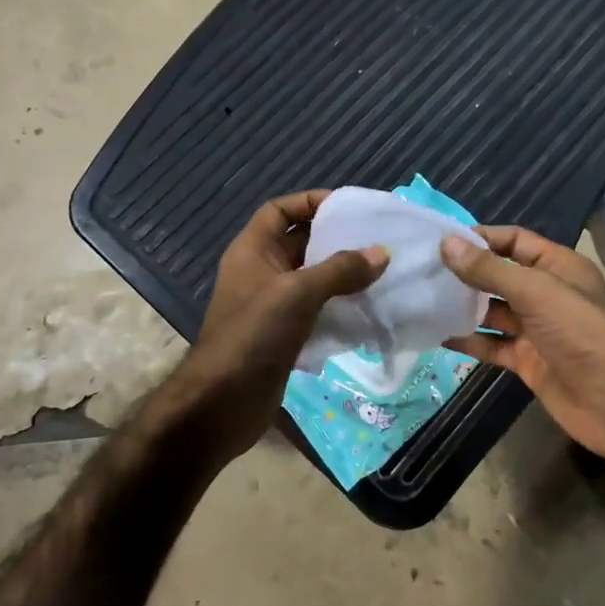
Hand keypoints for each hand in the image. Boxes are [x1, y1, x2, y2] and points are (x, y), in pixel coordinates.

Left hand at [176, 191, 386, 462]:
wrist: (222, 403)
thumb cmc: (254, 335)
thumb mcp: (298, 293)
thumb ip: (340, 270)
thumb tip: (382, 252)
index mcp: (252, 250)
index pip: (279, 210)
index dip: (310, 202)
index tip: (348, 207)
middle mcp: (260, 272)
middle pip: (300, 243)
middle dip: (336, 240)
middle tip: (377, 240)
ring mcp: (271, 306)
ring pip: (311, 279)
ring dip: (342, 276)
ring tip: (380, 273)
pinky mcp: (283, 336)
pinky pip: (316, 310)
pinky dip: (339, 307)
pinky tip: (367, 309)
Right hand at [441, 226, 604, 463]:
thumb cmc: (580, 332)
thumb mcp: (535, 292)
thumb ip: (489, 269)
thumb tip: (446, 243)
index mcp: (557, 266)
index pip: (514, 241)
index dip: (481, 238)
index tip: (440, 240)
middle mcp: (546, 293)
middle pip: (499, 275)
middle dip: (465, 272)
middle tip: (421, 269)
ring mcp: (535, 329)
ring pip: (492, 311)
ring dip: (462, 306)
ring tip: (421, 298)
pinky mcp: (526, 360)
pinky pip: (491, 344)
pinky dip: (468, 340)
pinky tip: (437, 335)